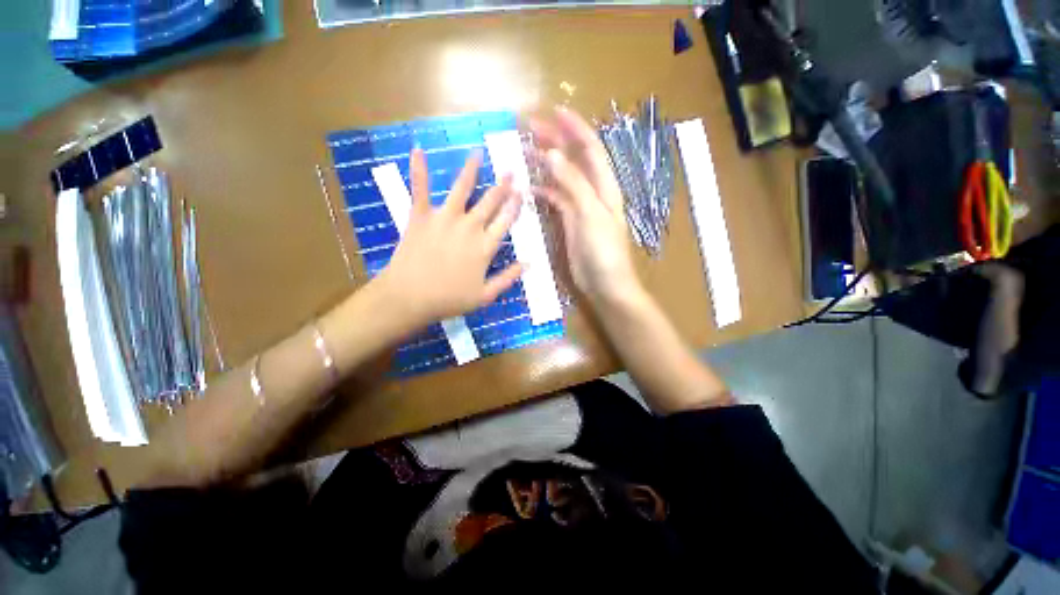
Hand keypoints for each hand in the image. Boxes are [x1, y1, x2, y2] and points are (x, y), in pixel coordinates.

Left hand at [377, 149, 523, 326]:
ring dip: (471, 169)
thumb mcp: (485, 295)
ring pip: (461, 188)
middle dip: (502, 185)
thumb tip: (528, 264)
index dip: (514, 206)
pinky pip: (420, 189)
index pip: (505, 221)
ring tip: (477, 153)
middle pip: (490, 201)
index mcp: (485, 246)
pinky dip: (419, 169)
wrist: (410, 297)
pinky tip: (418, 150)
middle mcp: (469, 227)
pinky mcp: (421, 216)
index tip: (521, 192)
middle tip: (510, 171)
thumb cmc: (449, 299)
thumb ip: (508, 278)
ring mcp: (445, 218)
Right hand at [530, 107, 642, 306]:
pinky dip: (543, 192)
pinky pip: (555, 200)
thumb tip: (552, 154)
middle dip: (555, 141)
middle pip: (574, 160)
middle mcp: (592, 192)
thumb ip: (573, 184)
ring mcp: (580, 207)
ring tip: (524, 153)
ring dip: (545, 165)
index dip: (575, 128)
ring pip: (562, 179)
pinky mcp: (570, 222)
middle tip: (530, 128)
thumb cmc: (604, 250)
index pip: (590, 148)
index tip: (554, 111)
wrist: (605, 284)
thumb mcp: (590, 214)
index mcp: (604, 186)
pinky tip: (529, 188)